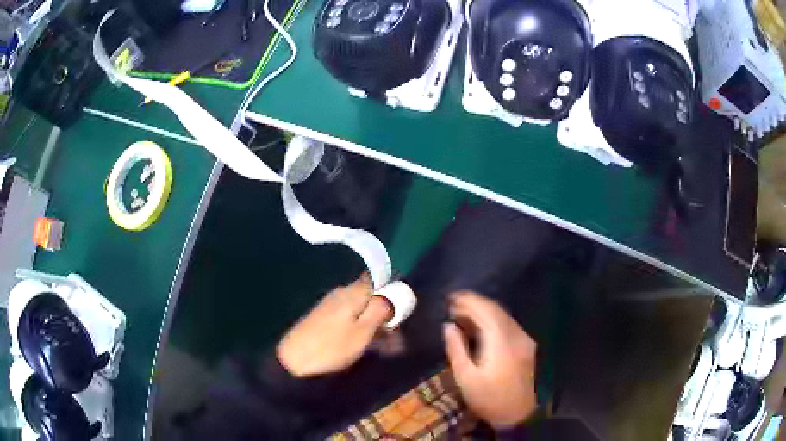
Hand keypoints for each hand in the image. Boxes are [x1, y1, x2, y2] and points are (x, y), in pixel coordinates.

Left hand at [277, 274, 391, 376]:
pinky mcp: (323, 318)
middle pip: (371, 297)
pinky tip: (364, 346)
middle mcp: (341, 293)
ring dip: (375, 326)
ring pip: (361, 310)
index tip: (400, 314)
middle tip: (395, 341)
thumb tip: (392, 290)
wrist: (293, 360)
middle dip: (385, 315)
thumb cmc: (332, 347)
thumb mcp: (362, 331)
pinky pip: (349, 318)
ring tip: (384, 349)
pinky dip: (361, 329)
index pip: (378, 280)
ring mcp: (330, 305)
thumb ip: (379, 309)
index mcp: (352, 292)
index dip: (392, 294)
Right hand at [443, 291, 537, 428]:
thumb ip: (456, 349)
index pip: (487, 311)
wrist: (516, 414)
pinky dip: (492, 320)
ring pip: (503, 316)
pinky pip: (508, 325)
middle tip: (452, 305)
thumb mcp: (465, 378)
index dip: (469, 300)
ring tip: (461, 314)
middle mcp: (516, 336)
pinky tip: (479, 326)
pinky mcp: (526, 345)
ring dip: (483, 311)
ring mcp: (524, 340)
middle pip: (496, 310)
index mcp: (501, 343)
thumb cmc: (487, 399)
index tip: (451, 297)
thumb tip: (448, 326)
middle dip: (474, 304)